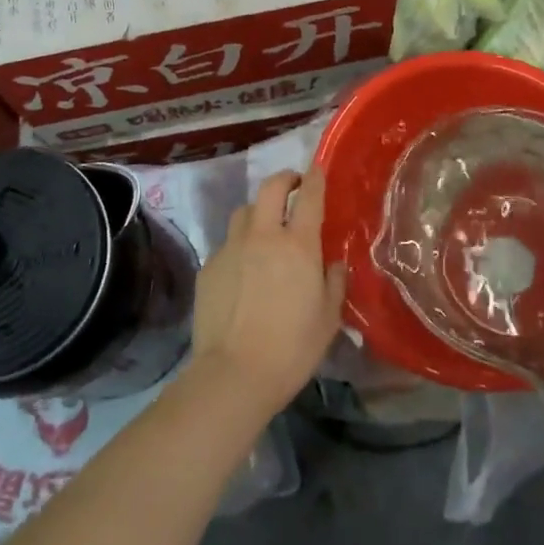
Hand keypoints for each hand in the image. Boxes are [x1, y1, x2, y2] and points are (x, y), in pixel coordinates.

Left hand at [190, 169, 345, 419]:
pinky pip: (227, 245)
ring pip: (244, 213)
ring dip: (258, 212)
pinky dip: (238, 248)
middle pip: (270, 188)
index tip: (317, 170)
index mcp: (298, 245)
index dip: (314, 178)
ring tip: (265, 229)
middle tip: (292, 186)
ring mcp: (231, 249)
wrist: (235, 374)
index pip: (309, 197)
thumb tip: (333, 263)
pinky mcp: (209, 267)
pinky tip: (242, 272)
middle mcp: (263, 236)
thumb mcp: (328, 318)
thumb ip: (334, 282)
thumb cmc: (292, 348)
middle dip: (284, 179)